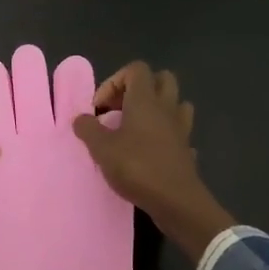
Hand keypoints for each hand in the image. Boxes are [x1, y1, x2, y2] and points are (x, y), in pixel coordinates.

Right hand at [72, 62, 234, 260]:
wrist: (176, 200)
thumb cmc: (137, 167)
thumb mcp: (102, 148)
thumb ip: (88, 129)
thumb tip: (80, 118)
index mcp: (145, 100)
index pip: (136, 69)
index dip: (115, 81)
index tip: (101, 107)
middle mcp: (166, 108)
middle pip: (162, 79)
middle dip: (140, 89)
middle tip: (120, 110)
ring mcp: (181, 128)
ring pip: (176, 103)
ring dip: (158, 109)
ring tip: (138, 127)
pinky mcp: (187, 149)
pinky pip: (179, 132)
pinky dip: (168, 135)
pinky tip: (154, 150)